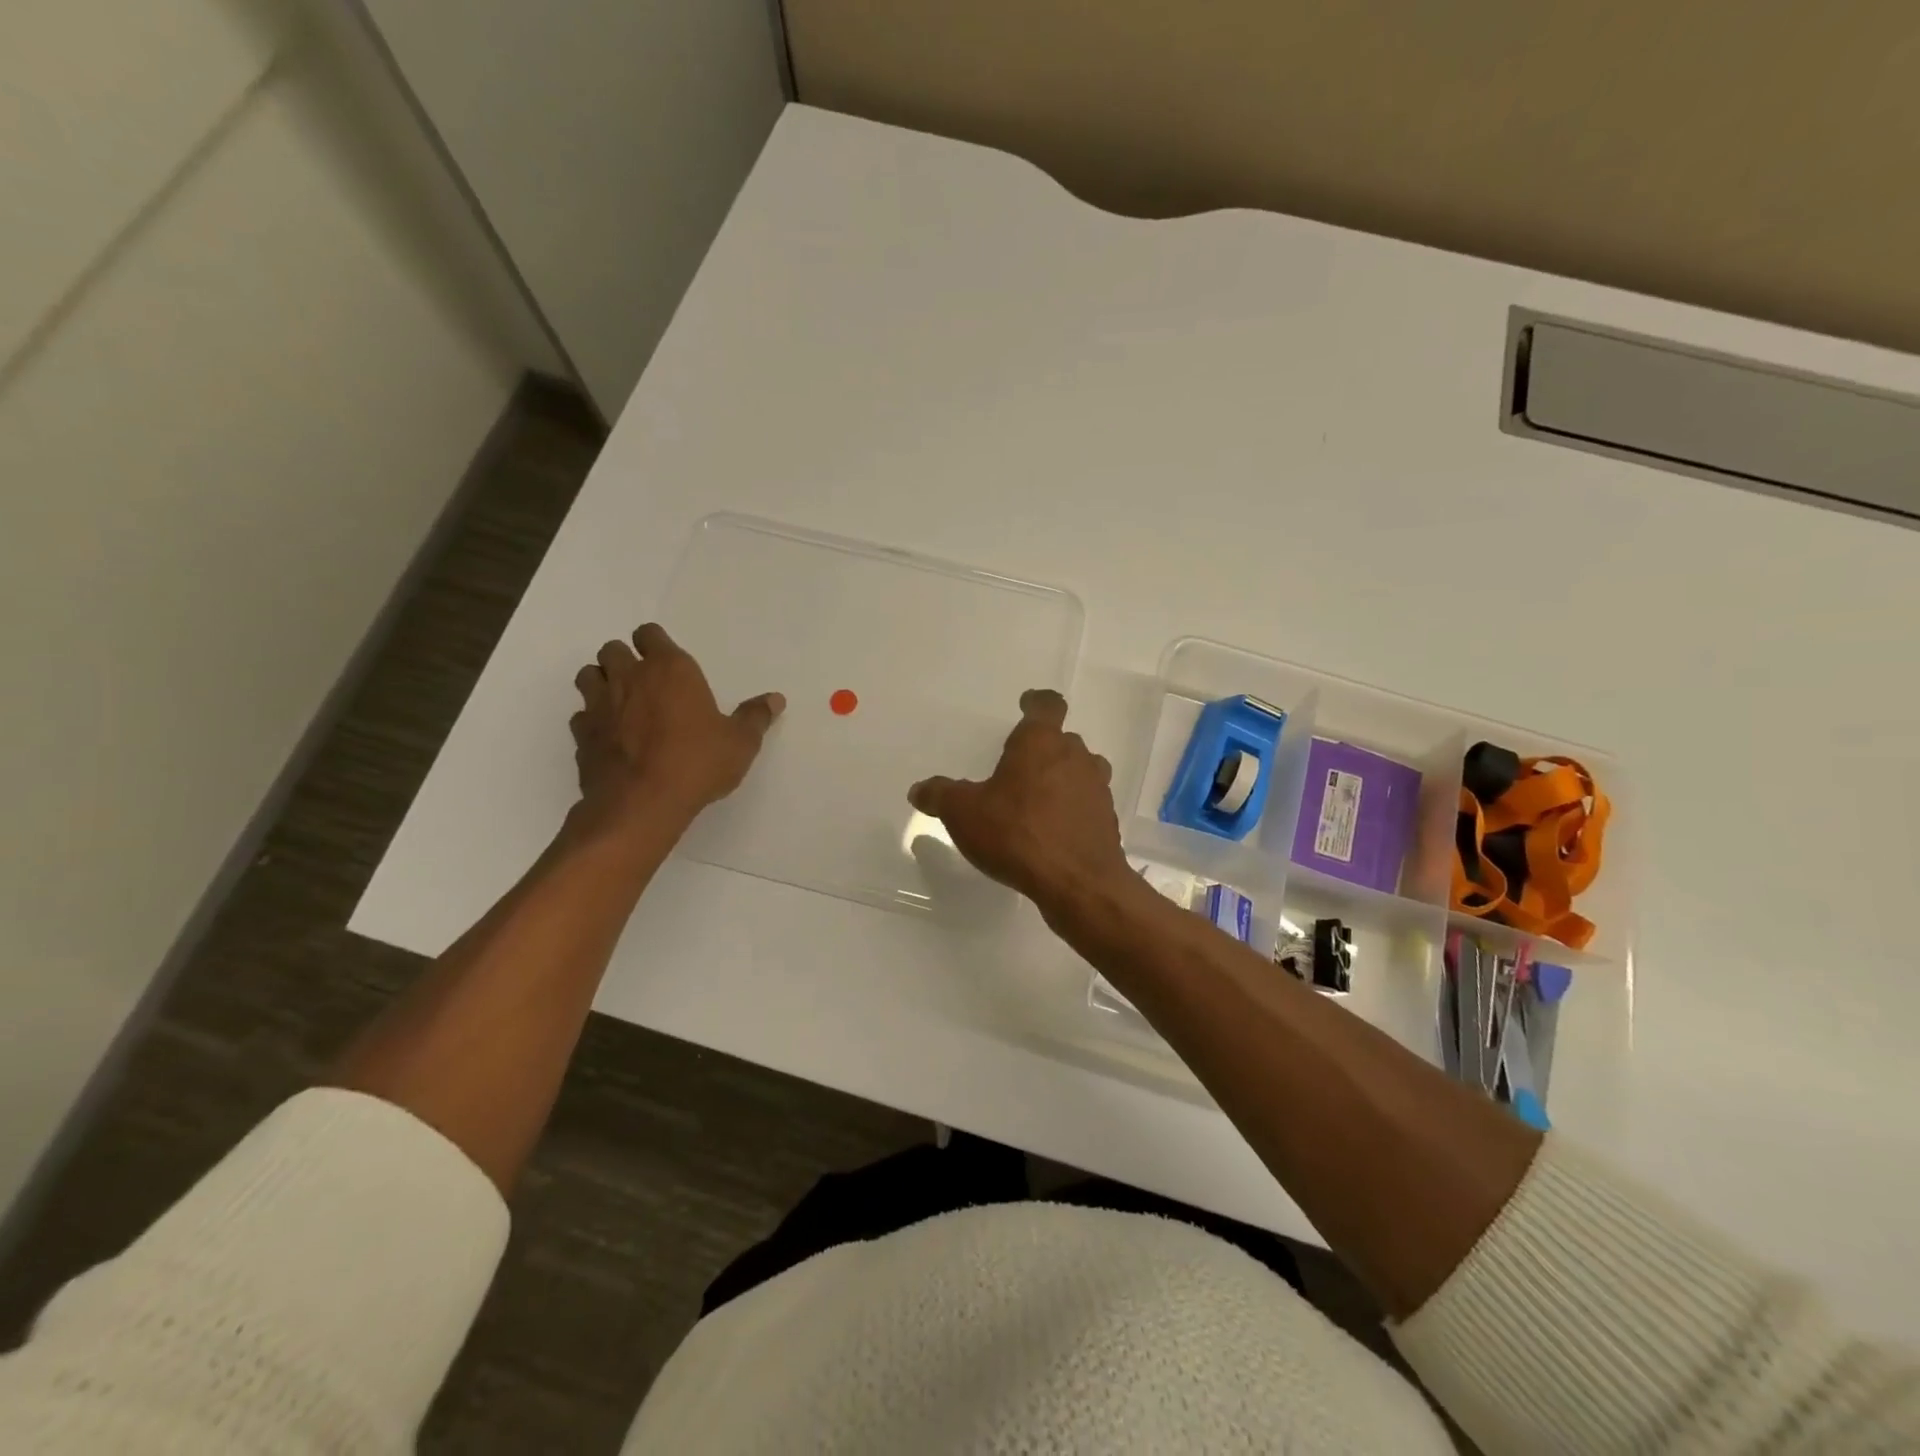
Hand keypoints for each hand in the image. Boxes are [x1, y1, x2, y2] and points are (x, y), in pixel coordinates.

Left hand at [569, 623, 782, 835]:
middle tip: (644, 683)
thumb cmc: (698, 762)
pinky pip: (581, 716)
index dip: (655, 644)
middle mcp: (629, 677)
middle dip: (624, 660)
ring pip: (588, 676)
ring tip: (621, 704)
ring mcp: (599, 705)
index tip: (667, 662)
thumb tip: (775, 699)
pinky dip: (591, 721)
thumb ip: (755, 717)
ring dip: (601, 683)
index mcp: (670, 669)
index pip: (649, 634)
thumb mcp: (740, 742)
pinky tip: (609, 737)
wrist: (642, 803)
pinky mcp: (582, 735)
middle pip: (611, 649)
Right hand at [908, 689, 1130, 916]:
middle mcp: (1075, 757)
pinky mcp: (1106, 820)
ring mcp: (1096, 788)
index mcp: (1040, 742)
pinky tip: (1053, 831)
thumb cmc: (1016, 834)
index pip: (1047, 705)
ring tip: (1038, 798)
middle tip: (1020, 766)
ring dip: (1063, 777)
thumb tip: (919, 789)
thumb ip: (940, 796)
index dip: (1036, 702)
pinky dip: (1073, 809)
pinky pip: (1087, 804)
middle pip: (1063, 740)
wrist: (1077, 883)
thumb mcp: (963, 814)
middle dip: (1044, 749)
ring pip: (1081, 770)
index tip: (1027, 705)